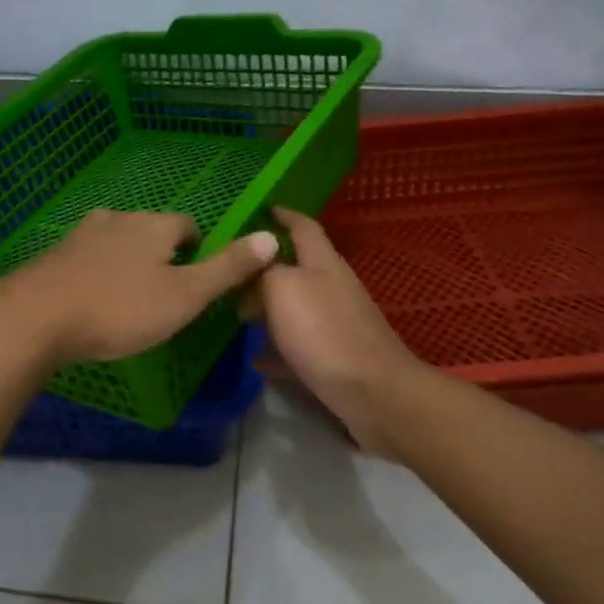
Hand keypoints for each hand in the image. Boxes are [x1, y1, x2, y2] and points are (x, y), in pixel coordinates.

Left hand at [0, 209, 279, 365]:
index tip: (193, 283)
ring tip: (127, 300)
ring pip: (117, 242)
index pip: (188, 226)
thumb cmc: (120, 308)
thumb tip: (272, 237)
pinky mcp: (55, 254)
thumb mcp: (184, 296)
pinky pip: (87, 257)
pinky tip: (91, 299)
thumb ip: (227, 268)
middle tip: (162, 296)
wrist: (36, 316)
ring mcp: (82, 233)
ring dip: (127, 263)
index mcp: (155, 225)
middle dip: (161, 257)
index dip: (197, 252)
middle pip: (151, 231)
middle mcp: (119, 218)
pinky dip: (96, 272)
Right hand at [250, 206, 421, 453]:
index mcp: (323, 263)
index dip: (283, 215)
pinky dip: (276, 350)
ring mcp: (336, 324)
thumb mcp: (283, 288)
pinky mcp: (335, 359)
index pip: (303, 226)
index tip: (260, 209)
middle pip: (296, 268)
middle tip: (230, 273)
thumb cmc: (324, 332)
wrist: (373, 393)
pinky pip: (298, 347)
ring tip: (235, 314)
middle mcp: (332, 288)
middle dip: (265, 268)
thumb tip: (255, 272)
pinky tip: (255, 359)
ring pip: (295, 308)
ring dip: (268, 309)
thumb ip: (265, 272)